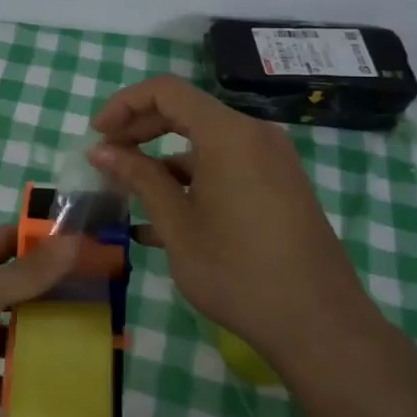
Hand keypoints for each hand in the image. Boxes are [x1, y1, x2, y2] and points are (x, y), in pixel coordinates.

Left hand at [0, 225, 79, 416]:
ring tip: (97, 343)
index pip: (12, 239)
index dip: (47, 236)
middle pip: (23, 285)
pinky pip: (12, 375)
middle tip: (106, 298)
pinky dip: (34, 378)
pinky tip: (66, 387)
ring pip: (20, 331)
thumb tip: (74, 238)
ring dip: (52, 334)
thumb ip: (26, 272)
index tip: (90, 243)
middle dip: (60, 288)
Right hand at [89, 76, 376, 366]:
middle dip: (139, 130)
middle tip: (107, 159)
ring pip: (205, 142)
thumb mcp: (177, 225)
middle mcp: (254, 135)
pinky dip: (192, 179)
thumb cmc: (238, 272)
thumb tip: (101, 150)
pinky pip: (227, 165)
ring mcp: (272, 161)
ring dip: (163, 161)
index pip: (165, 91)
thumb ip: (139, 177)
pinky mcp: (280, 186)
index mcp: (228, 135)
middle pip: (185, 111)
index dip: (123, 104)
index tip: (97, 135)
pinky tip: (166, 219)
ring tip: (130, 194)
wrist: (319, 325)